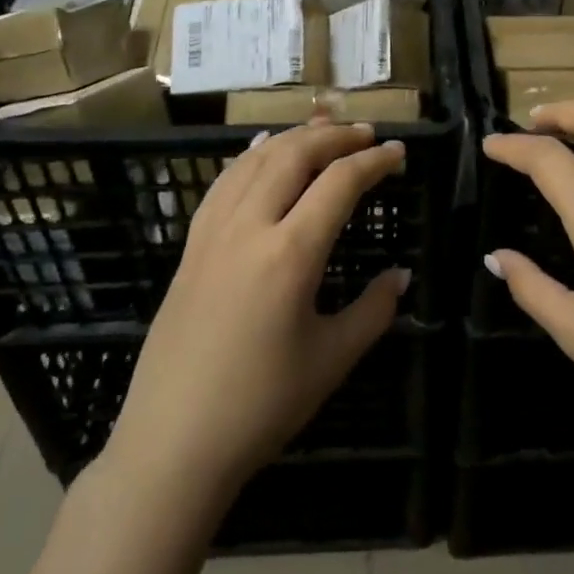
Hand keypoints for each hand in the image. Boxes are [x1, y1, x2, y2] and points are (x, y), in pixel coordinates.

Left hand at [93, 120, 409, 512]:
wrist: (172, 444)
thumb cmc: (261, 406)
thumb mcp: (331, 359)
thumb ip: (374, 310)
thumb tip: (401, 276)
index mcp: (290, 254)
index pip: (339, 183)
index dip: (374, 161)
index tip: (399, 152)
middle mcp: (249, 227)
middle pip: (294, 155)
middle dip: (334, 136)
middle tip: (366, 133)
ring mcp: (213, 233)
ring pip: (255, 160)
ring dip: (293, 138)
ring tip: (323, 130)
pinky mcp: (191, 247)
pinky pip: (224, 183)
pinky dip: (250, 157)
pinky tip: (262, 151)